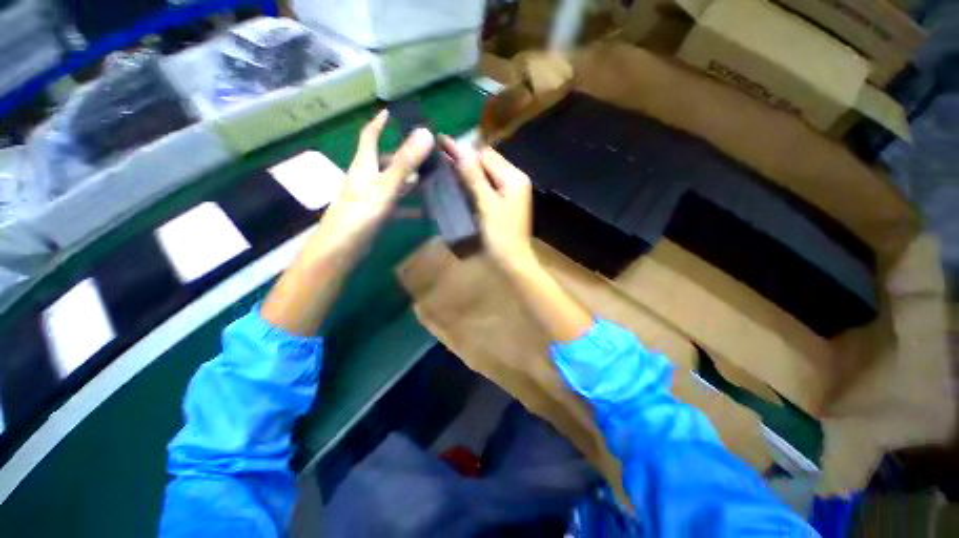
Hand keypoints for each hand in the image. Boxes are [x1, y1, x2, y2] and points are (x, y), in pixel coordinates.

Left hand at [313, 110, 434, 253]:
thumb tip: (425, 133)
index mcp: (365, 164)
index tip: (390, 112)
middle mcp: (367, 177)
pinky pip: (397, 204)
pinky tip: (425, 210)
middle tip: (426, 153)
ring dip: (409, 180)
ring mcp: (371, 197)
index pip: (370, 136)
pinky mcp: (376, 214)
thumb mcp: (385, 185)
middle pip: (385, 160)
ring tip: (431, 178)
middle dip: (403, 154)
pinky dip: (410, 205)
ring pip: (392, 182)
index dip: (379, 123)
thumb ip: (405, 162)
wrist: (342, 247)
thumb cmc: (361, 213)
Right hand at [441, 137, 533, 271]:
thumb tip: (460, 151)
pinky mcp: (505, 201)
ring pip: (487, 172)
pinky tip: (461, 180)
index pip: (486, 155)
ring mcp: (511, 191)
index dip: (464, 150)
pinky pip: (488, 184)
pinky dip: (474, 181)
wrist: (513, 261)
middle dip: (466, 157)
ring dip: (469, 169)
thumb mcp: (487, 205)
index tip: (442, 142)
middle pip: (488, 161)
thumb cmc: (501, 235)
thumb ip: (474, 178)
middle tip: (442, 152)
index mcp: (514, 178)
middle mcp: (515, 179)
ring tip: (447, 163)